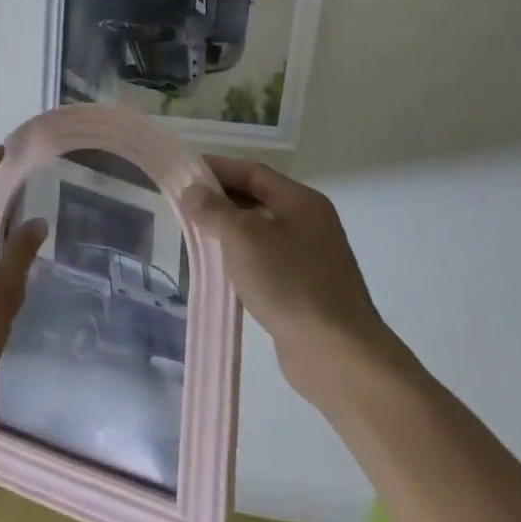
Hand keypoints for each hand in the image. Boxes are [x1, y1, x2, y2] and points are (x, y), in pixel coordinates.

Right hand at [183, 156, 397, 400]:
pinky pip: (267, 259)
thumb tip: (192, 191)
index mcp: (301, 200)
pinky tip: (221, 268)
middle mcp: (309, 221)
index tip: (183, 171)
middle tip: (183, 203)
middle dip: (220, 198)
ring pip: (261, 230)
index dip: (216, 168)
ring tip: (195, 234)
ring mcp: (310, 256)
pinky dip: (242, 256)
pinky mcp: (306, 287)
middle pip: (258, 198)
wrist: (337, 353)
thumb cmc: (289, 283)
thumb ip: (213, 209)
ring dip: (229, 229)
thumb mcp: (243, 237)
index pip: (252, 171)